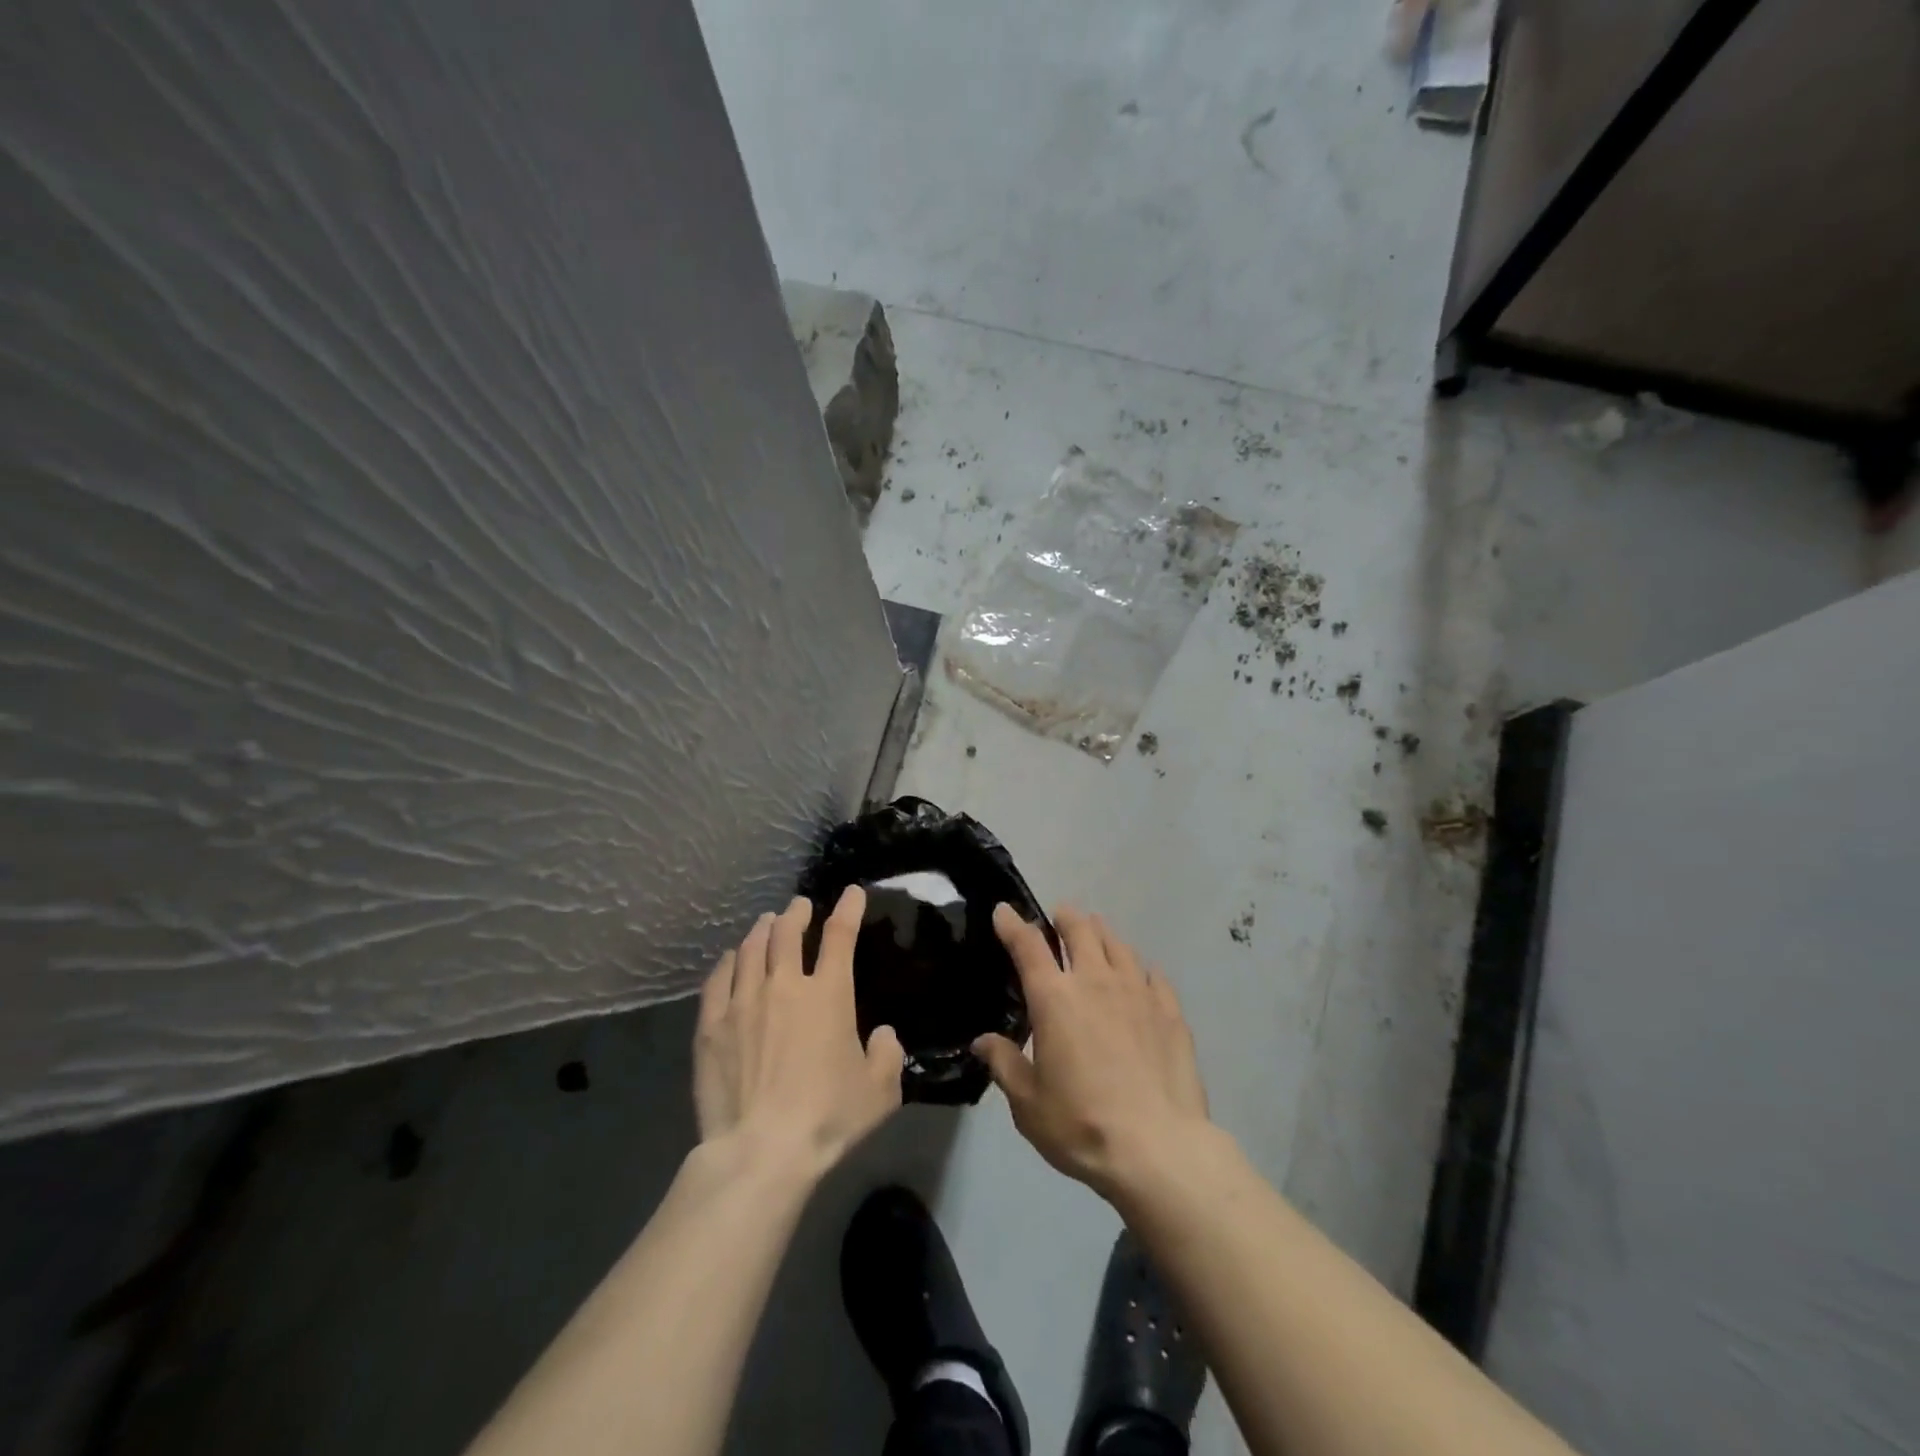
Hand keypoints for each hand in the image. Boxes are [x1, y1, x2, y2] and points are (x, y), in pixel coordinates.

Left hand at [694, 888, 903, 1174]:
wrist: (761, 1150)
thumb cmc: (828, 1118)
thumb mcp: (880, 1092)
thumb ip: (887, 1056)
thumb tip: (882, 1035)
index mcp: (829, 994)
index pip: (840, 936)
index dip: (848, 909)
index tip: (851, 893)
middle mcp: (785, 985)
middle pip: (787, 932)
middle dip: (796, 913)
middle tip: (799, 907)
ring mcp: (743, 1001)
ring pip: (750, 948)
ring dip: (762, 929)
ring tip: (766, 923)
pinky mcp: (711, 1025)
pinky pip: (718, 978)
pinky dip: (728, 961)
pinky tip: (730, 958)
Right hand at [972, 905, 1210, 1197]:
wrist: (1158, 1148)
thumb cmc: (1081, 1124)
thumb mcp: (1028, 1103)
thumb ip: (1005, 1065)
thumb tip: (983, 1042)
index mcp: (1054, 999)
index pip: (1028, 946)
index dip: (1012, 924)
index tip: (1004, 911)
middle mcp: (1095, 982)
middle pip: (1080, 930)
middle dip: (1065, 918)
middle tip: (1059, 916)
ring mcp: (1137, 992)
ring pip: (1118, 945)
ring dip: (1102, 933)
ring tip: (1096, 933)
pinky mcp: (1169, 1012)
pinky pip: (1153, 975)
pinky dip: (1140, 968)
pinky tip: (1141, 974)